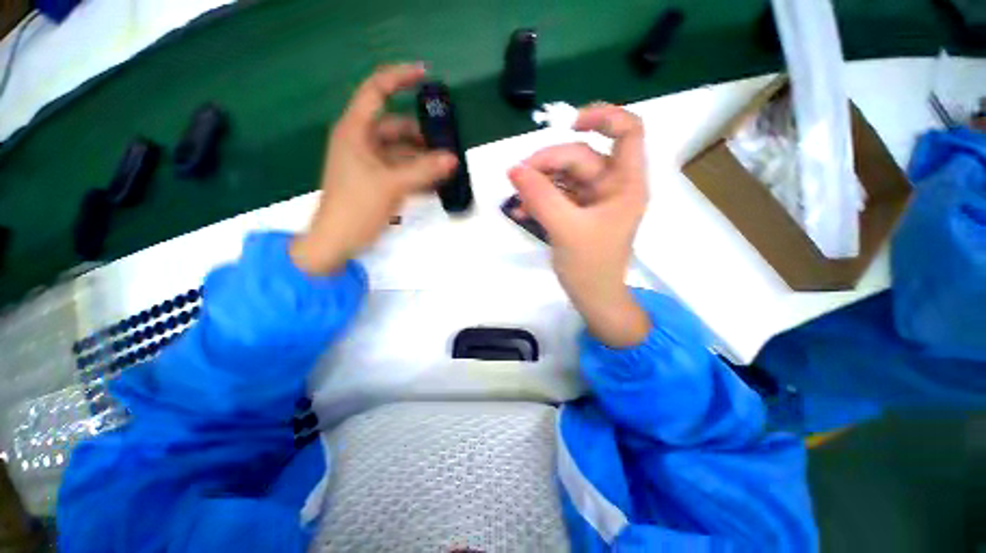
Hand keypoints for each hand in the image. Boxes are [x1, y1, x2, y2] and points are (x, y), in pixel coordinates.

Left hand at [291, 64, 458, 274]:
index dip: (399, 78)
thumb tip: (452, 158)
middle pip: (395, 126)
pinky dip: (415, 173)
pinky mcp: (375, 180)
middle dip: (420, 134)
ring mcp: (368, 163)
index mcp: (355, 131)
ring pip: (400, 150)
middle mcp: (360, 142)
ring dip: (421, 157)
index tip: (425, 75)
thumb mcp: (392, 185)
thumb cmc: (357, 207)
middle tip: (446, 146)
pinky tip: (433, 183)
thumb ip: (424, 170)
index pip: (376, 91)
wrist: (336, 241)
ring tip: (445, 169)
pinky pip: (399, 169)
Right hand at [507, 104, 650, 347]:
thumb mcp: (565, 228)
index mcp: (625, 184)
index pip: (627, 131)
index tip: (569, 125)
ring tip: (517, 199)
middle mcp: (612, 186)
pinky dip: (539, 199)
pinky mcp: (578, 212)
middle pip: (580, 157)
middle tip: (518, 177)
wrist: (592, 297)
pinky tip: (520, 210)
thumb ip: (540, 196)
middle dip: (548, 164)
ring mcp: (593, 200)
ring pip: (564, 176)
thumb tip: (514, 168)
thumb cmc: (590, 266)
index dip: (602, 117)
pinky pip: (557, 195)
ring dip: (539, 183)